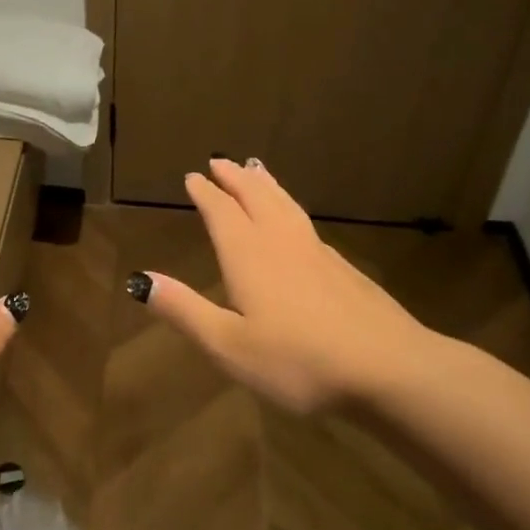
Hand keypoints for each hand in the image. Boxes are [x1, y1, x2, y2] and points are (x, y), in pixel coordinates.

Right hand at [132, 158, 441, 411]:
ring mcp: (317, 252)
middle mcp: (281, 242)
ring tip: (256, 169)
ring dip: (265, 185)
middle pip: (255, 197)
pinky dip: (290, 207)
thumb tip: (140, 280)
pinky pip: (306, 222)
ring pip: (285, 205)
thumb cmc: (298, 360)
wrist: (389, 368)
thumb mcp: (229, 344)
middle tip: (220, 161)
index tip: (192, 176)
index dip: (205, 193)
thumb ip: (184, 310)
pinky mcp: (343, 268)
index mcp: (249, 255)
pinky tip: (295, 221)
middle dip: (235, 178)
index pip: (221, 212)